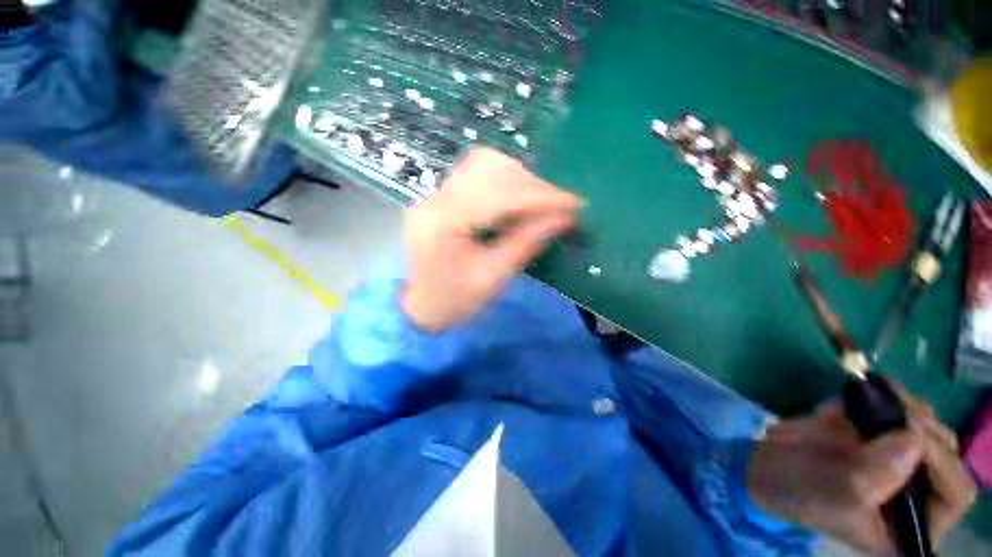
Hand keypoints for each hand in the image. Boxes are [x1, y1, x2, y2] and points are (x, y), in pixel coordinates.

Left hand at [401, 148, 581, 330]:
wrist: (423, 305)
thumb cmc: (454, 301)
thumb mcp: (492, 278)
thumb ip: (526, 244)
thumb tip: (564, 218)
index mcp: (442, 222)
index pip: (497, 195)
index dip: (540, 196)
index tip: (574, 204)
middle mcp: (435, 198)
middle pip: (489, 168)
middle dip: (532, 184)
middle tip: (560, 205)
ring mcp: (437, 193)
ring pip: (485, 164)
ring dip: (521, 179)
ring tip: (542, 203)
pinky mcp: (444, 196)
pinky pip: (479, 174)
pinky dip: (507, 182)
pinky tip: (521, 200)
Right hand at [748, 386, 976, 554]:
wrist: (768, 464)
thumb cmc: (802, 493)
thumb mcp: (836, 496)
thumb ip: (874, 476)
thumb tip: (911, 438)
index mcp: (913, 523)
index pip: (955, 493)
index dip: (942, 463)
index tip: (908, 433)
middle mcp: (917, 492)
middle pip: (946, 453)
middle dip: (922, 427)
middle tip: (891, 409)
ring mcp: (899, 460)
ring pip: (927, 426)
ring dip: (906, 405)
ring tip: (875, 394)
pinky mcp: (880, 434)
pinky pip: (901, 408)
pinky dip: (887, 394)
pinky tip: (866, 389)